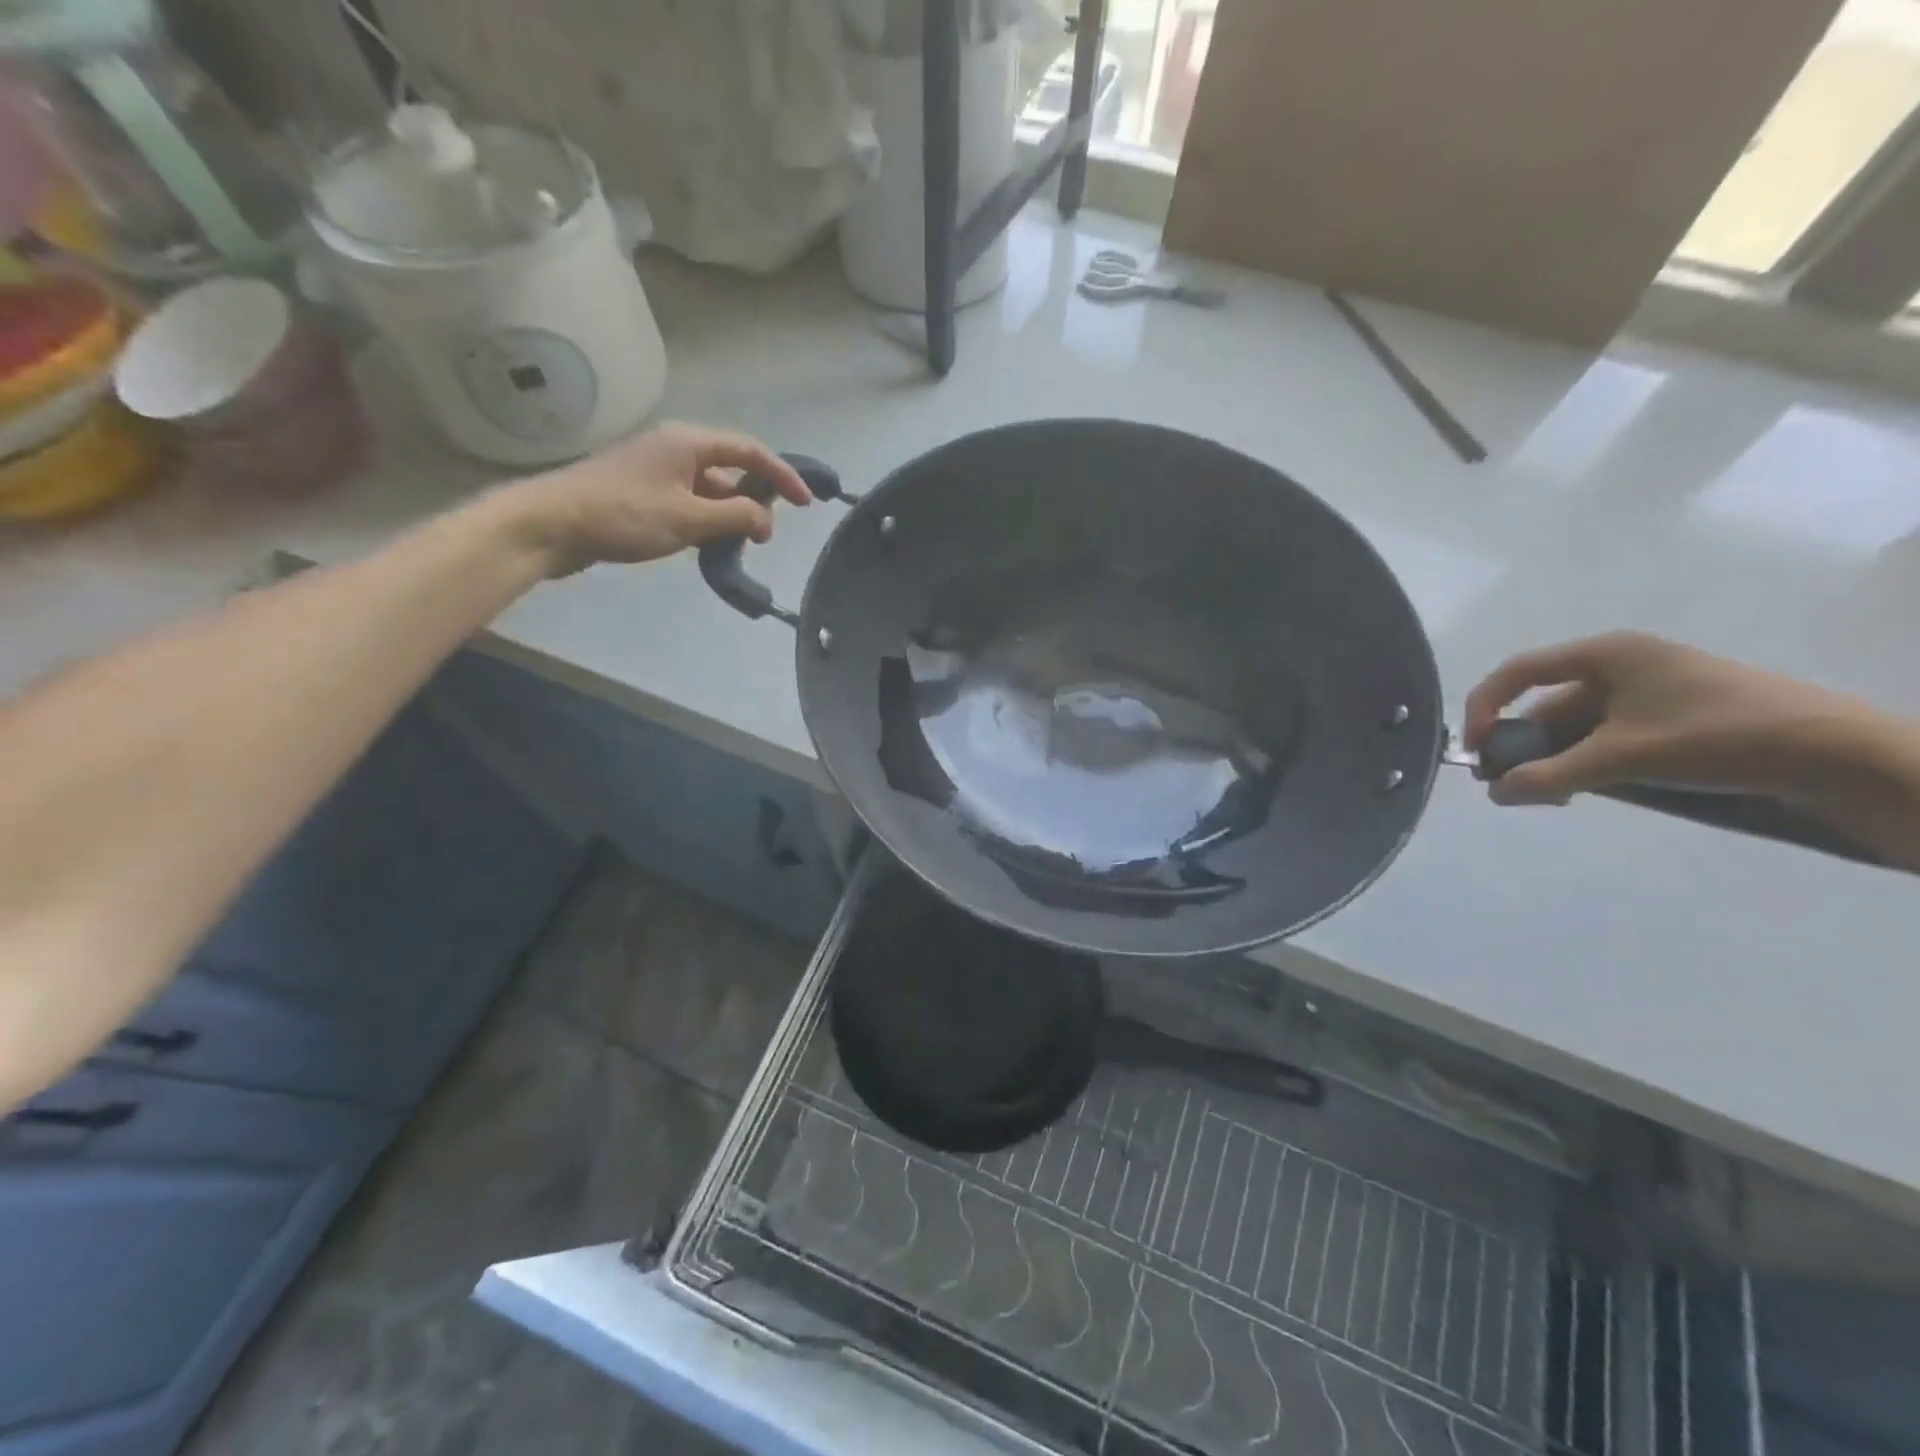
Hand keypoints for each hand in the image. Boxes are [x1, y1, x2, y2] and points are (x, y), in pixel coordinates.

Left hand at [495, 422, 811, 576]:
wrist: (551, 525)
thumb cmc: (624, 515)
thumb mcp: (688, 519)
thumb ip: (735, 517)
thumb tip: (766, 521)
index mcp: (689, 443)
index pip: (751, 452)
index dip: (783, 476)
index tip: (806, 504)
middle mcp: (676, 449)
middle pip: (731, 468)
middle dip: (756, 498)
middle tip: (765, 533)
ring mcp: (657, 470)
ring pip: (710, 489)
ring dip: (730, 514)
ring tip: (740, 544)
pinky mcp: (643, 492)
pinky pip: (690, 501)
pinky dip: (708, 520)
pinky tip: (710, 545)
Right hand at [1462, 632, 1878, 806]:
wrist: (1842, 756)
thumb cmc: (1719, 737)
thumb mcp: (1623, 758)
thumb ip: (1549, 775)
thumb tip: (1495, 793)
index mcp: (1606, 654)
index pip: (1517, 673)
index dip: (1484, 709)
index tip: (1475, 750)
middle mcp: (1622, 665)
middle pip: (1545, 704)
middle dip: (1522, 746)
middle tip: (1509, 786)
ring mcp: (1650, 692)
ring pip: (1576, 726)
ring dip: (1554, 760)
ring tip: (1550, 796)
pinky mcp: (1673, 718)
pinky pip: (1607, 737)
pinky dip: (1587, 763)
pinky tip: (1587, 790)